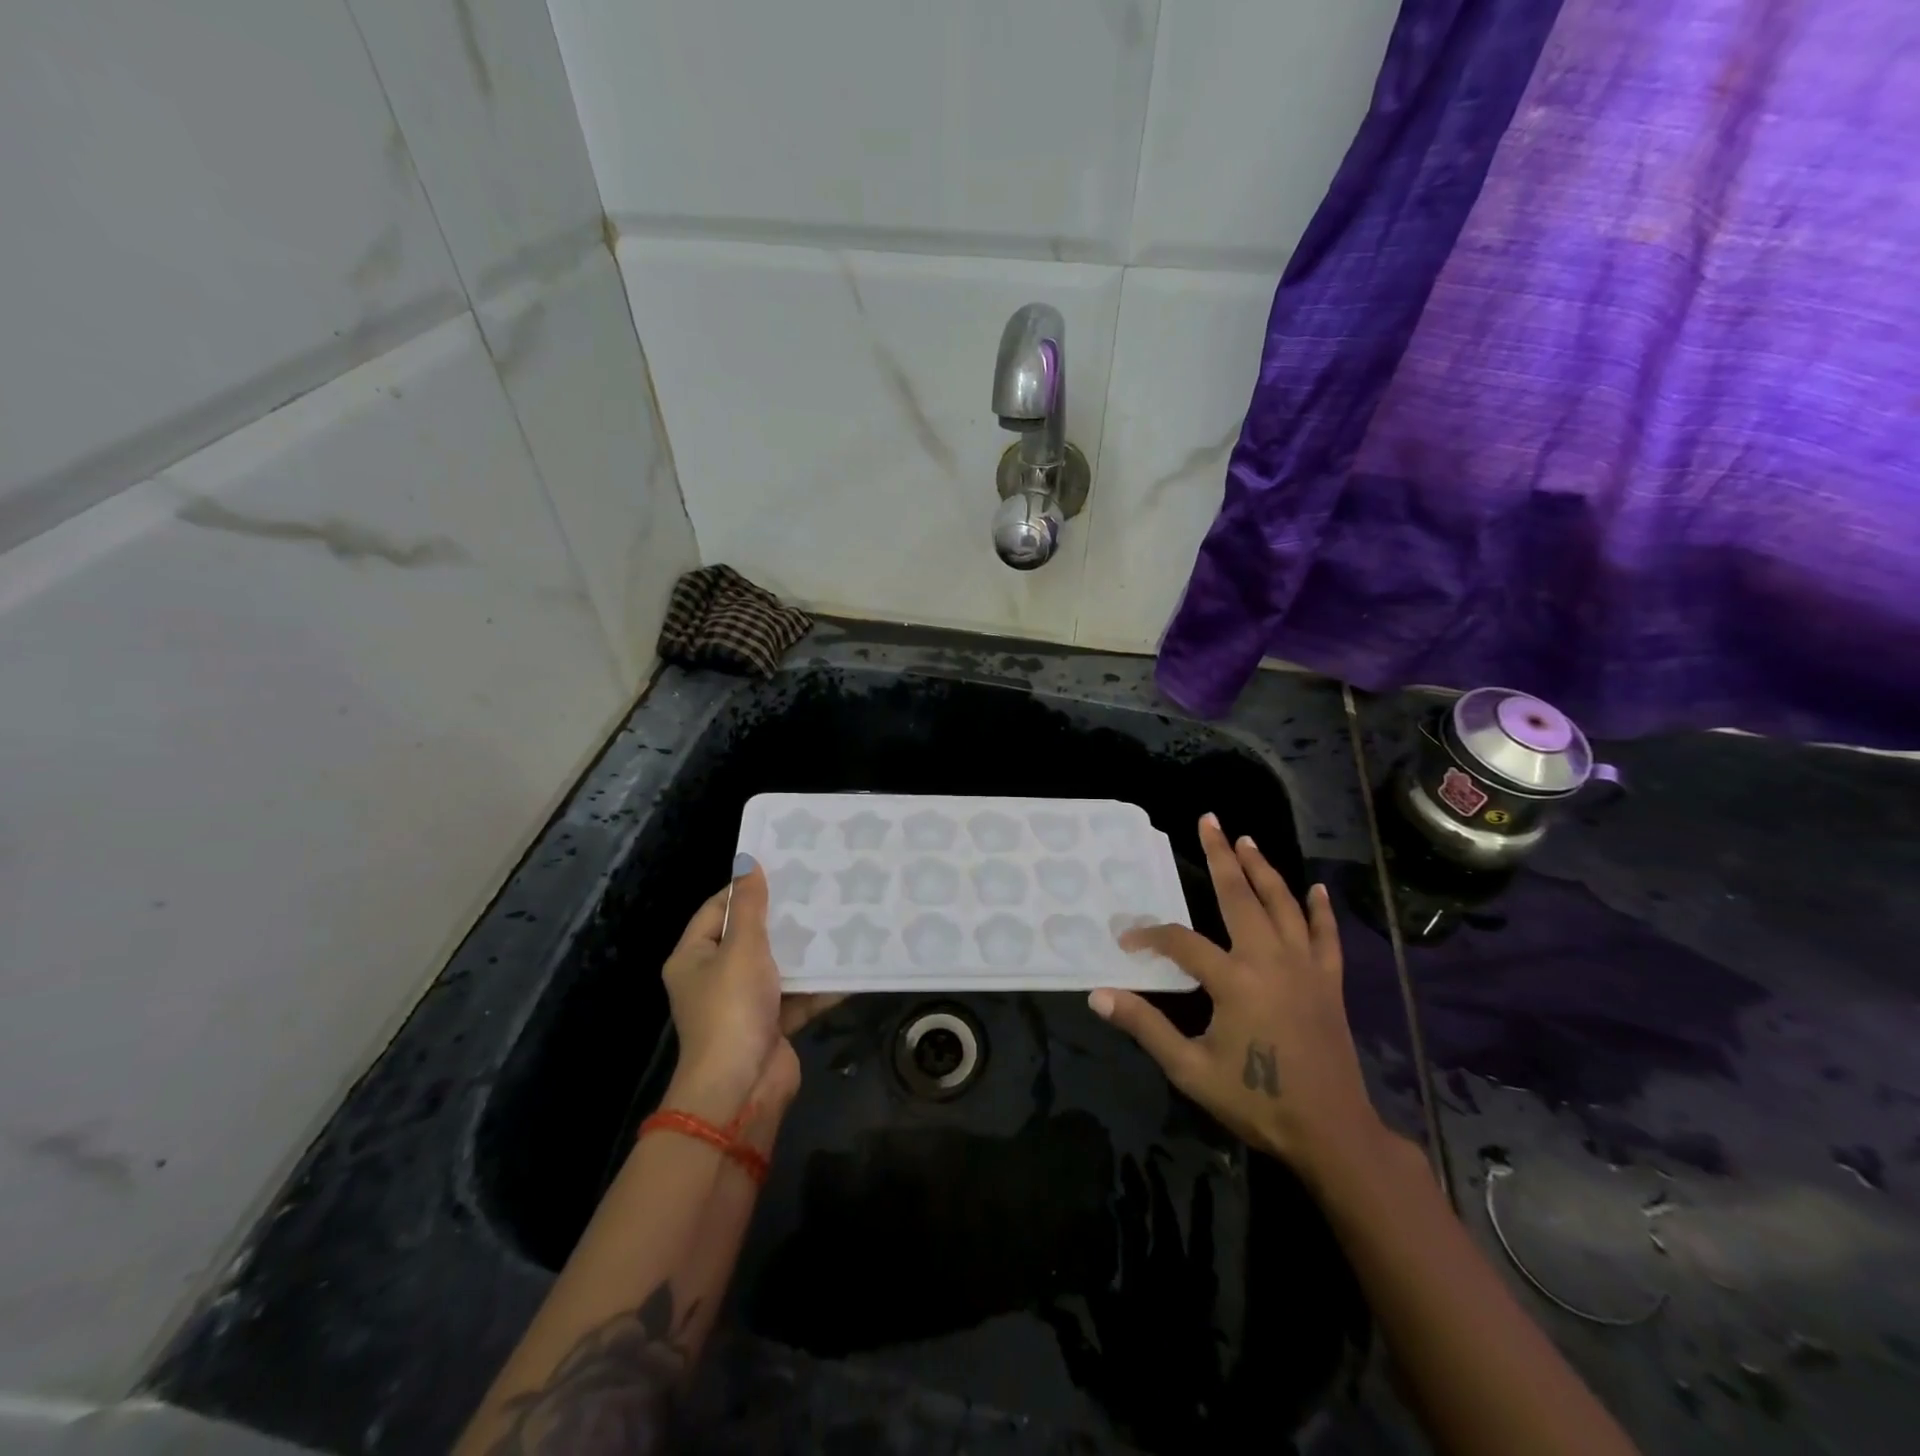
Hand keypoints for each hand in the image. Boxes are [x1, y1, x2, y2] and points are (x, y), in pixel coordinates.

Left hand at [660, 854, 839, 1127]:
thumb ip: (750, 906)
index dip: (745, 889)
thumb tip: (748, 862)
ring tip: (839, 916)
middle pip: (750, 937)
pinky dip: (820, 983)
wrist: (742, 1088)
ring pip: (778, 965)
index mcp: (694, 958)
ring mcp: (745, 1003)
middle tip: (817, 888)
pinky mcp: (773, 1024)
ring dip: (805, 949)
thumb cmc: (731, 1009)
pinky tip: (850, 962)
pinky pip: (798, 995)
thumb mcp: (741, 949)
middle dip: (783, 917)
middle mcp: (715, 978)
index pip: (717, 910)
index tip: (782, 869)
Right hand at [1090, 814, 1386, 1184]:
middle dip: (1221, 856)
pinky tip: (1316, 890)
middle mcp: (1270, 960)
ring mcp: (1305, 968)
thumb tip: (1098, 995)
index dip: (1150, 935)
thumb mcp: (1190, 1069)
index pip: (1181, 942)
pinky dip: (1320, 911)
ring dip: (1264, 870)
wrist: (1332, 1133)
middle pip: (1240, 896)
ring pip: (1283, 905)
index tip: (1127, 939)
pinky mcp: (1329, 983)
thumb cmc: (1257, 1101)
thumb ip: (1145, 1026)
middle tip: (1209, 821)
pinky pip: (1326, 937)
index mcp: (1234, 980)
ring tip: (1247, 840)